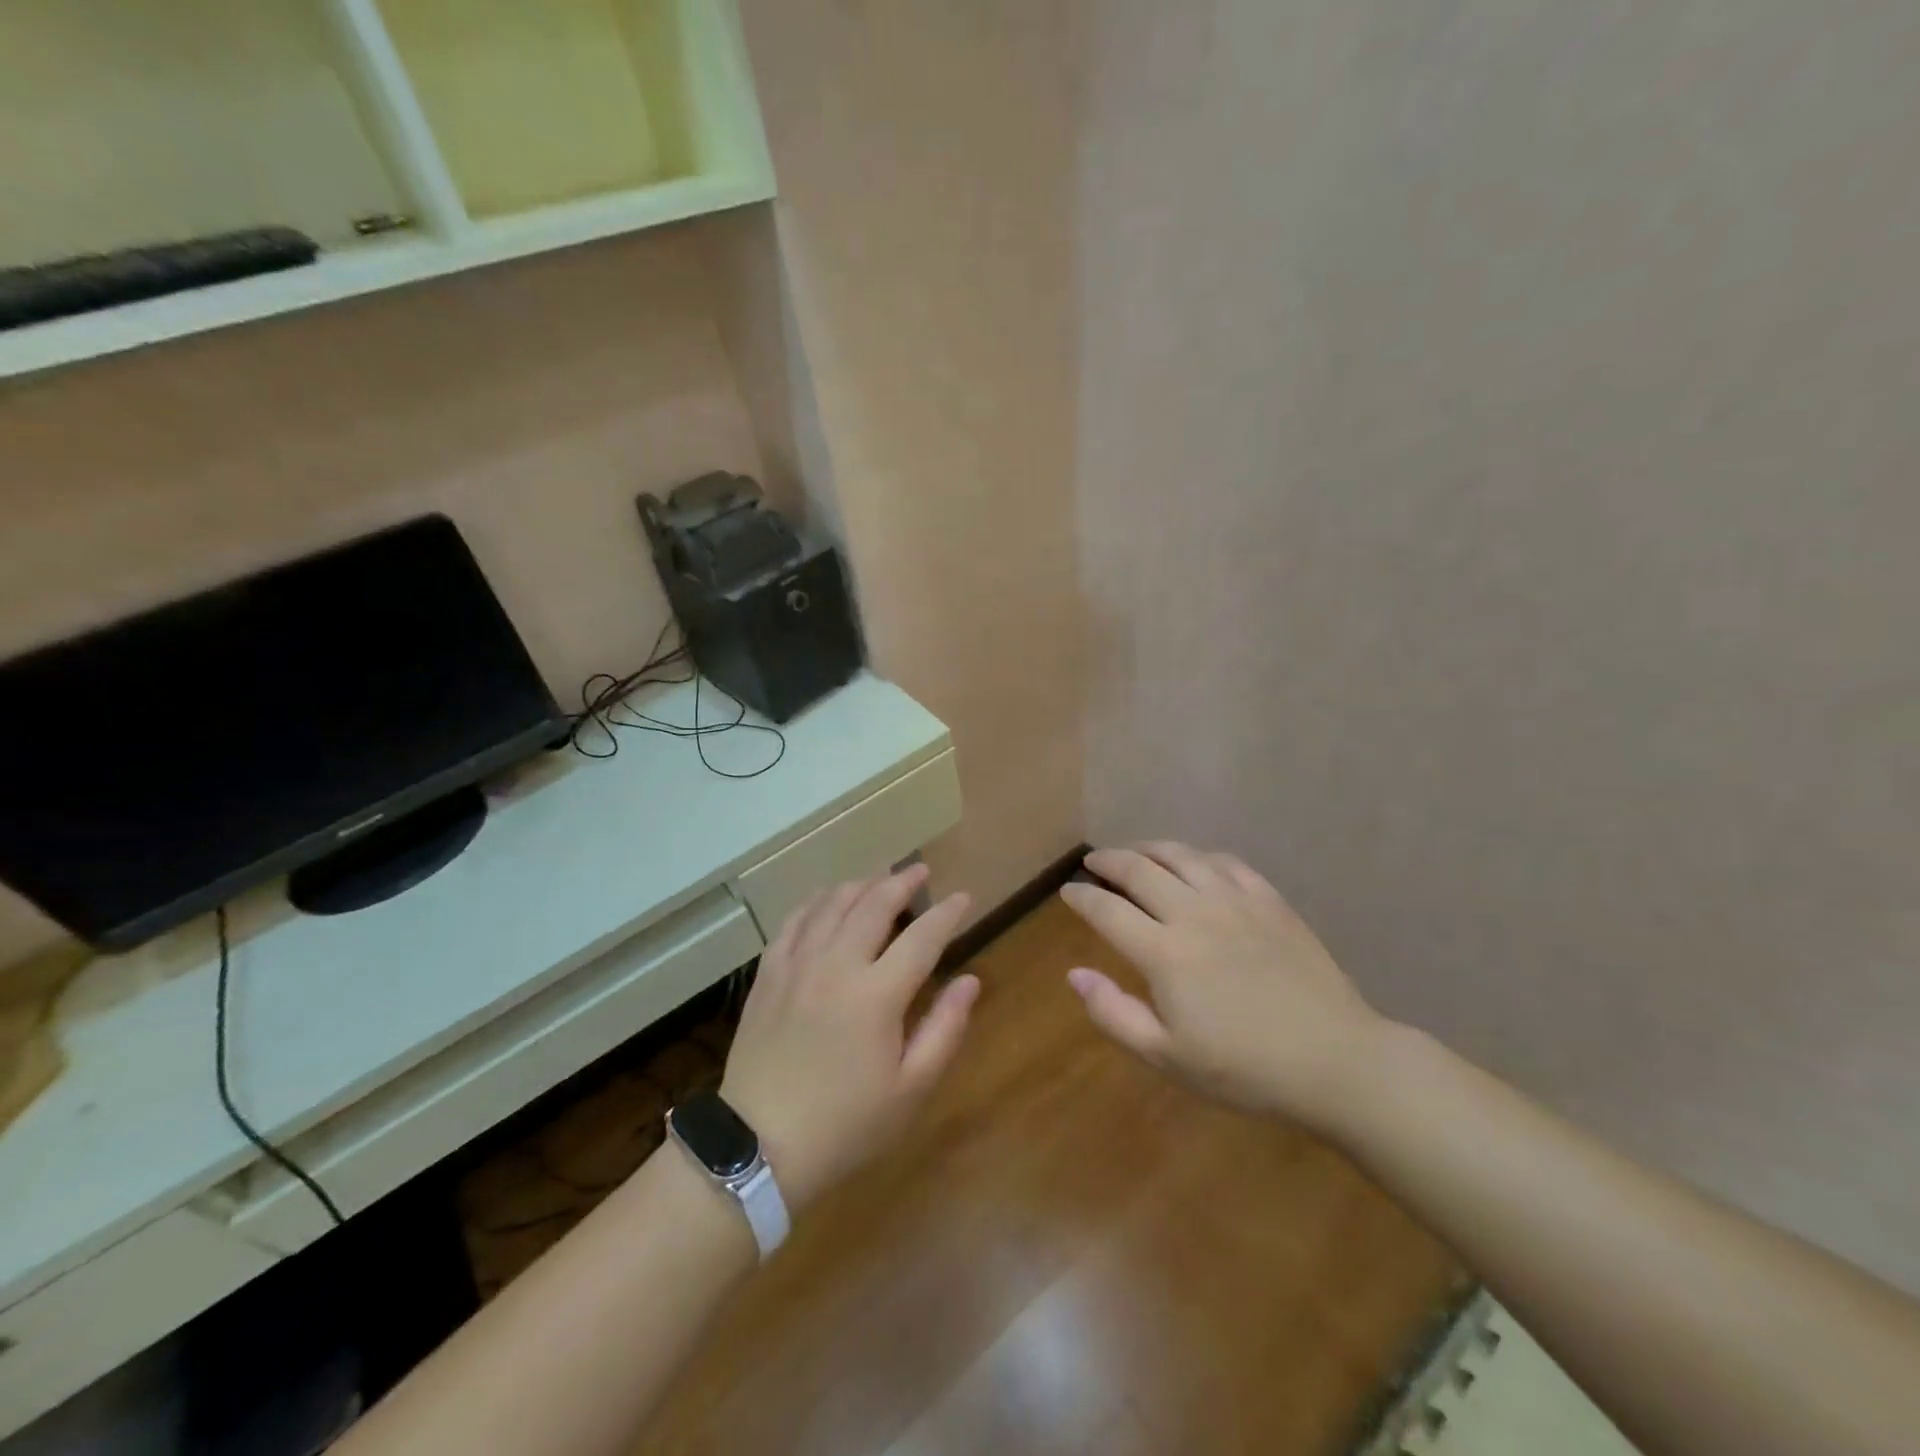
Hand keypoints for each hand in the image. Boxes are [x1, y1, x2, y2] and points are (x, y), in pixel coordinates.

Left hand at [720, 865, 977, 1212]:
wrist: (759, 1147)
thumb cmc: (846, 1124)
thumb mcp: (910, 1089)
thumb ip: (945, 1028)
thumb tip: (970, 980)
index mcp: (877, 995)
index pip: (922, 937)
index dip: (947, 913)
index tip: (963, 897)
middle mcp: (837, 965)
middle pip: (874, 905)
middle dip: (902, 882)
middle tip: (920, 871)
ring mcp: (798, 965)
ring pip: (832, 904)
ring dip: (861, 884)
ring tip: (879, 879)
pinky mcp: (769, 975)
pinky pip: (794, 921)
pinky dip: (816, 901)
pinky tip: (826, 898)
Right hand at [1059, 842, 1387, 1131]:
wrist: (1335, 1060)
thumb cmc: (1245, 1069)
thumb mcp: (1167, 1057)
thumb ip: (1114, 1013)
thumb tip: (1074, 973)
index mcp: (1164, 952)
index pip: (1107, 910)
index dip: (1081, 897)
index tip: (1067, 891)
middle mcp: (1194, 913)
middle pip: (1139, 870)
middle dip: (1108, 861)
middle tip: (1093, 862)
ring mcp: (1235, 901)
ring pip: (1181, 855)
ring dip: (1148, 848)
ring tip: (1134, 852)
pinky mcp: (1270, 900)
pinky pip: (1225, 862)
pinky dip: (1198, 856)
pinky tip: (1194, 863)